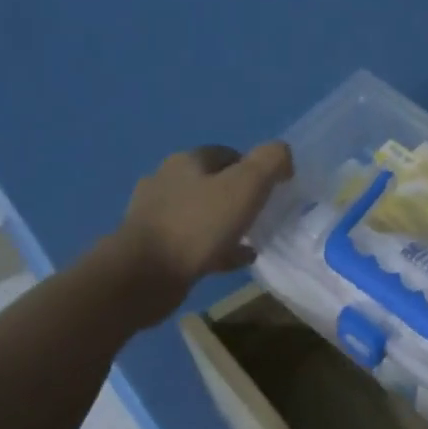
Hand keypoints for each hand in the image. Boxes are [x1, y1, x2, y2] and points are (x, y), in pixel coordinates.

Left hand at [100, 142, 293, 325]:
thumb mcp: (246, 186)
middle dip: (239, 197)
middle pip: (213, 183)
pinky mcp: (153, 246)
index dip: (254, 168)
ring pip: (203, 214)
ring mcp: (156, 215)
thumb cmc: (198, 225)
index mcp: (187, 161)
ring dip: (227, 223)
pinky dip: (216, 248)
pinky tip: (234, 261)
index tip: (273, 191)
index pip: (228, 154)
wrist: (144, 274)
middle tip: (263, 215)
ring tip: (252, 240)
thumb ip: (270, 162)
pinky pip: (194, 242)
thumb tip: (283, 155)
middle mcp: (167, 181)